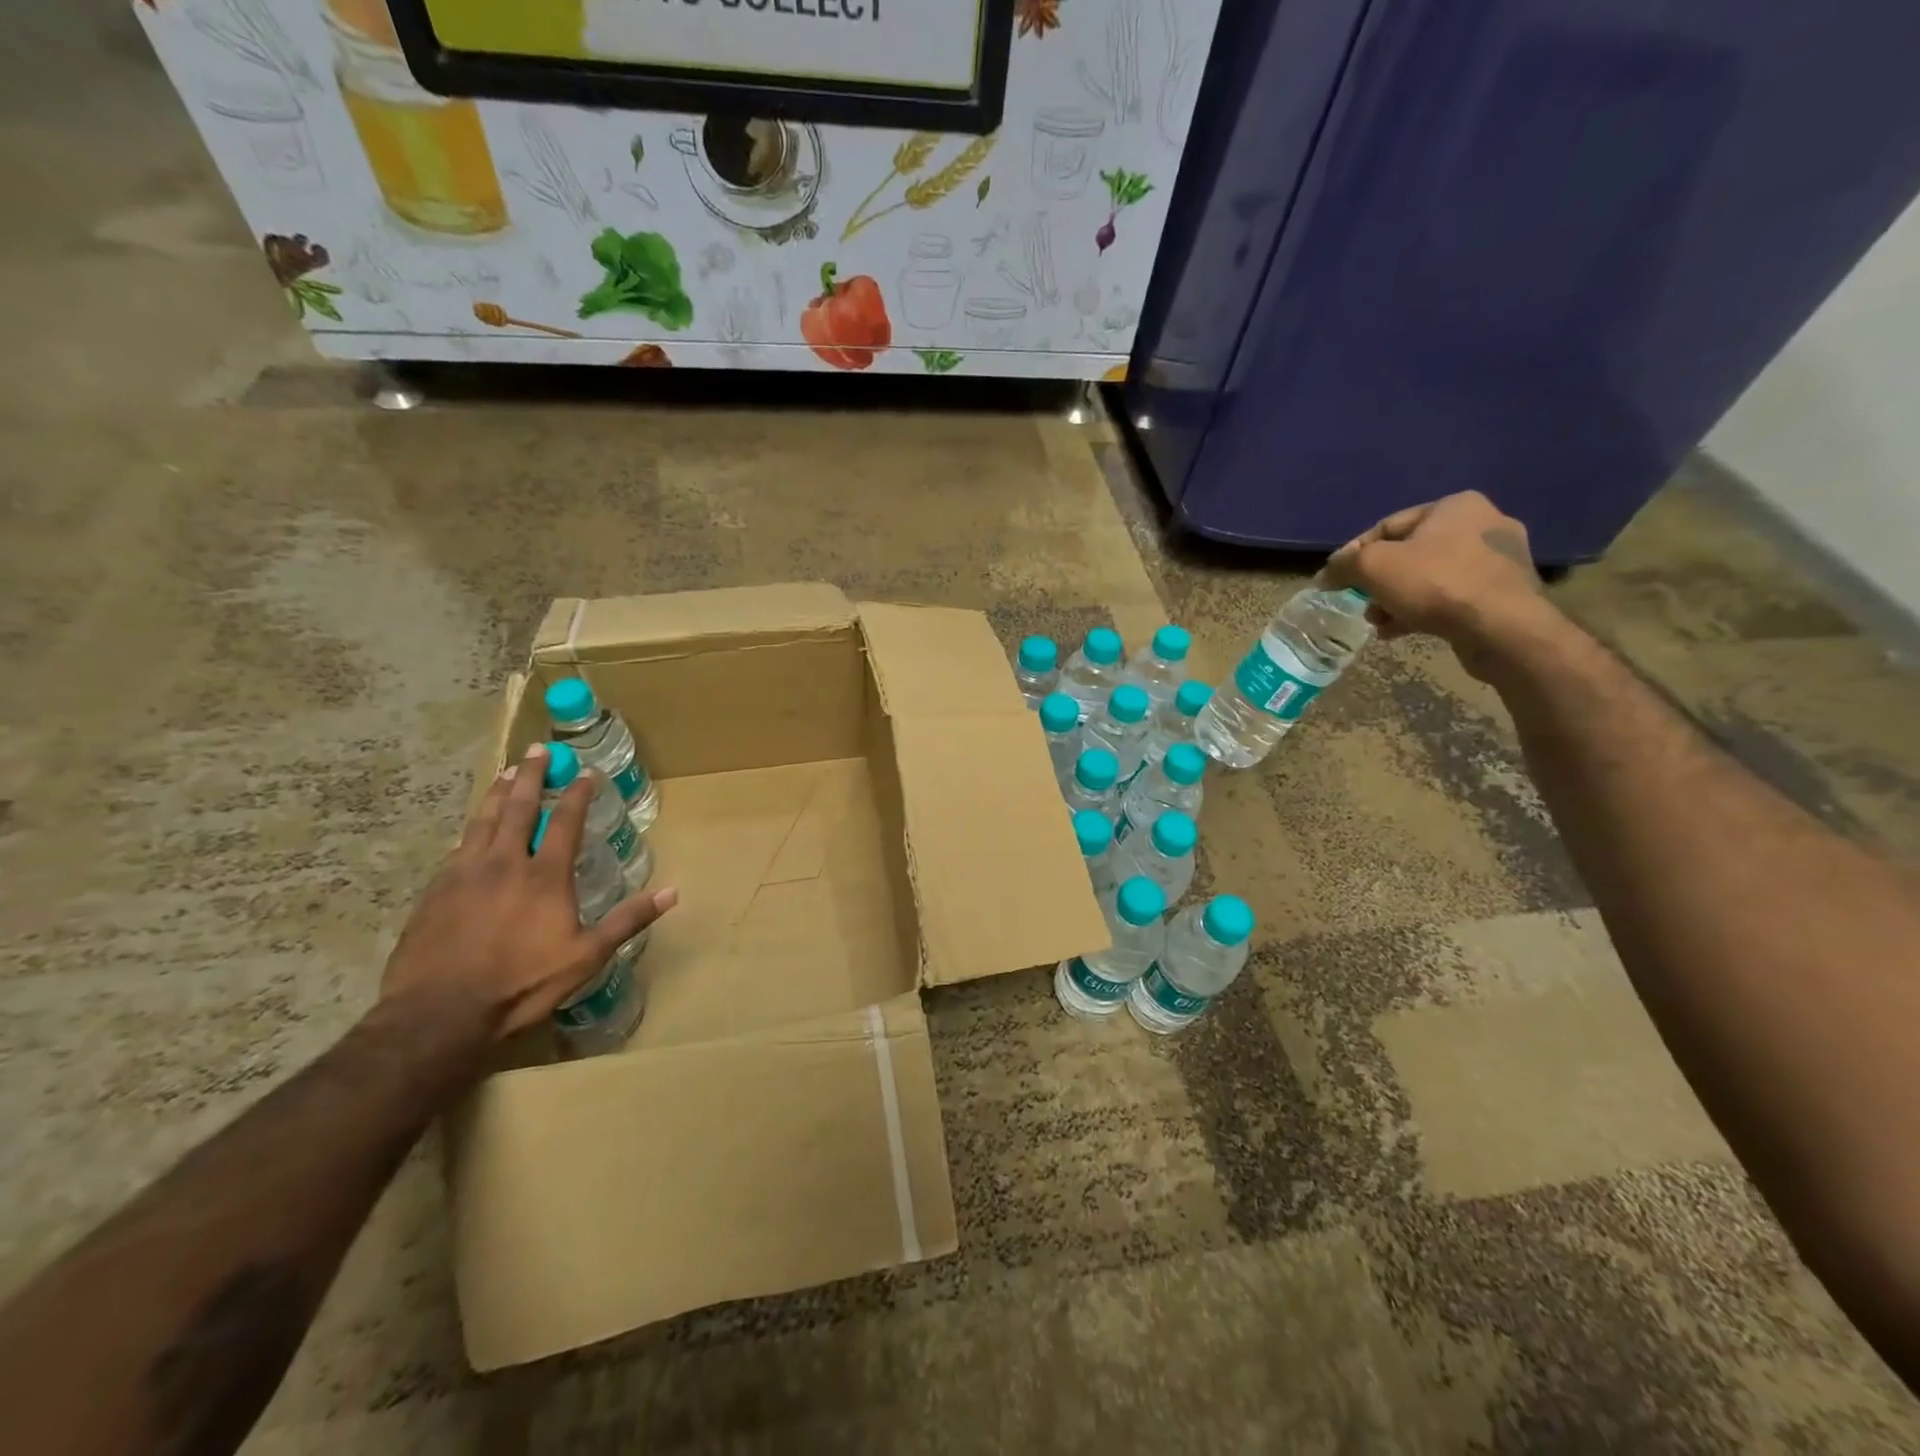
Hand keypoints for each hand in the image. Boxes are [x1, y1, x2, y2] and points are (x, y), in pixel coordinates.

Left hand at [380, 744, 677, 1036]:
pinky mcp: (435, 891)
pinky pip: (458, 846)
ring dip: (497, 792)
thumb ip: (627, 920)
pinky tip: (472, 828)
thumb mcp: (587, 956)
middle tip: (537, 750)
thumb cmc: (522, 983)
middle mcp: (504, 863)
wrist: (438, 1013)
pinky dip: (472, 827)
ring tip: (505, 772)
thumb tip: (672, 892)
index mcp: (544, 875)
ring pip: (482, 820)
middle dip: (530, 776)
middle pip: (517, 807)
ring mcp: (463, 874)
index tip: (585, 772)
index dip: (576, 793)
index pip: (564, 821)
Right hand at [1323, 491, 1548, 667]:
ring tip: (1377, 621)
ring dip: (1397, 598)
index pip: (1388, 526)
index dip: (1355, 553)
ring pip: (1430, 576)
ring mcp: (1500, 558)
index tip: (1336, 579)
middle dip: (1379, 580)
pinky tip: (1400, 630)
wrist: (1501, 628)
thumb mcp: (1374, 567)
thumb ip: (1345, 564)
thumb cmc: (1435, 584)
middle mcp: (1484, 522)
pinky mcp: (1506, 592)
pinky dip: (1423, 610)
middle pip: (1410, 552)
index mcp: (1455, 505)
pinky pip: (1452, 596)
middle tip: (1360, 602)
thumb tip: (1327, 572)